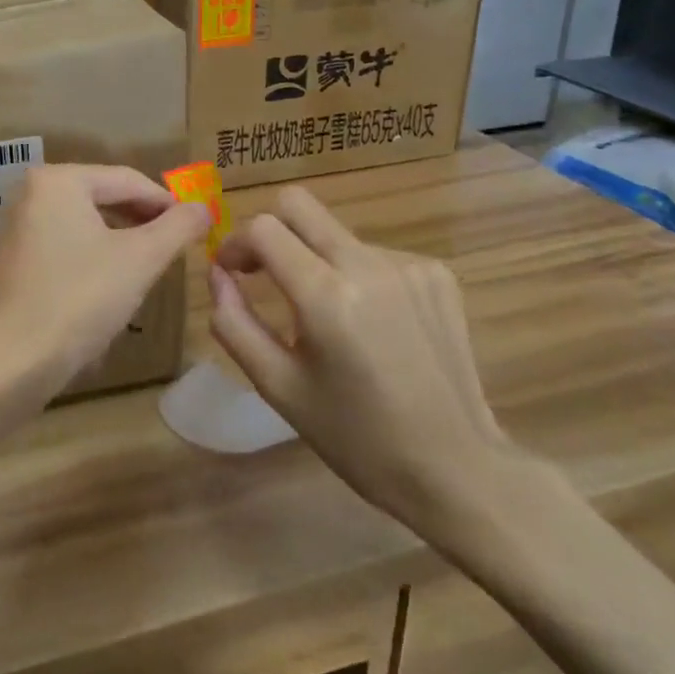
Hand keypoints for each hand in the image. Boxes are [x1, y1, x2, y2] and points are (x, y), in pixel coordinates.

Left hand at [0, 165, 209, 406]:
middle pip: (103, 197)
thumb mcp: (140, 260)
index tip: (198, 226)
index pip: (127, 180)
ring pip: (86, 223)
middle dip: (143, 221)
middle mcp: (32, 193)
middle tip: (177, 246)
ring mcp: (19, 227)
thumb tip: (203, 208)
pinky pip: (65, 244)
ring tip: (150, 265)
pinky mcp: (15, 259)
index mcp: (58, 181)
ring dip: (121, 240)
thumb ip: (177, 227)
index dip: (167, 202)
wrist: (11, 361)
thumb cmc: (80, 299)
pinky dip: (93, 256)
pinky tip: (111, 285)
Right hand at [209, 188, 520, 538]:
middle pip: (299, 205)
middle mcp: (368, 265)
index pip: (264, 228)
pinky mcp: (436, 273)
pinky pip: (374, 253)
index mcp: (326, 296)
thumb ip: (234, 323)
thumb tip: (217, 274)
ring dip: (315, 259)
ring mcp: (409, 264)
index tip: (231, 273)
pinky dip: (356, 275)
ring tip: (326, 315)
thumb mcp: (278, 387)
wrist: (457, 468)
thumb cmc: (356, 437)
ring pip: (335, 234)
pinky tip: (370, 322)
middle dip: (269, 230)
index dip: (235, 244)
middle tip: (263, 271)